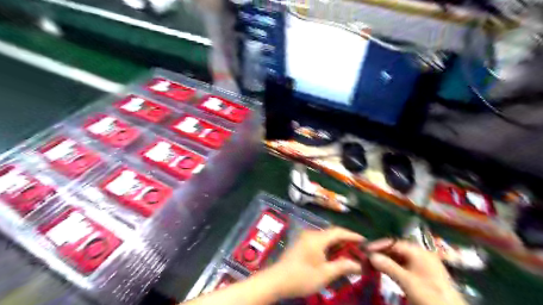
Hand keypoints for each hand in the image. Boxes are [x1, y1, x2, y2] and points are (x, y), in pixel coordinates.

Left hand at [265, 227, 363, 298]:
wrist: (277, 280)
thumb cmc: (302, 277)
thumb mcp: (325, 274)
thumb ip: (343, 267)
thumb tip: (359, 265)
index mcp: (317, 238)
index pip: (338, 232)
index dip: (352, 235)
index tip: (364, 240)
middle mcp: (311, 234)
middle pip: (332, 233)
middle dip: (345, 240)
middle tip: (358, 249)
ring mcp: (304, 238)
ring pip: (325, 237)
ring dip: (337, 244)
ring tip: (348, 253)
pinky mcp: (301, 243)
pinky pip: (318, 241)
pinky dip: (328, 246)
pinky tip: (333, 256)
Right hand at [370, 240, 466, 304]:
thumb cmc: (430, 296)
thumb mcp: (408, 282)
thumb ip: (388, 267)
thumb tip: (370, 255)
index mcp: (419, 251)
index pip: (393, 242)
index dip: (378, 245)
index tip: (364, 249)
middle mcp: (420, 254)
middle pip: (395, 249)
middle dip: (380, 252)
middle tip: (365, 257)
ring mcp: (421, 264)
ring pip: (398, 257)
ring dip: (384, 259)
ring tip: (370, 263)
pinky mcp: (421, 274)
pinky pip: (402, 265)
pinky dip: (391, 266)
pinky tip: (382, 270)